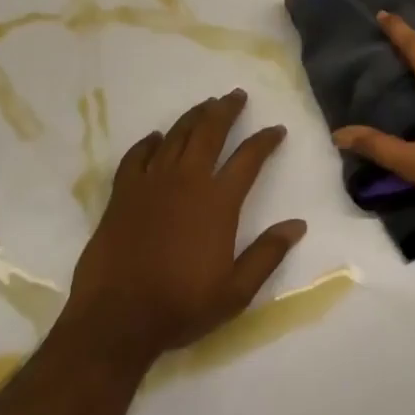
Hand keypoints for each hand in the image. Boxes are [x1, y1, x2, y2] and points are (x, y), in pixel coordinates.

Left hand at [65, 90, 305, 361]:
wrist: (116, 319)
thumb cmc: (181, 305)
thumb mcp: (236, 291)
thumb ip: (267, 254)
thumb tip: (298, 225)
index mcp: (218, 201)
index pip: (249, 158)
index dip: (265, 140)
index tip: (277, 130)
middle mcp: (187, 181)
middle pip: (210, 132)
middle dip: (226, 110)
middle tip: (236, 95)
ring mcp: (151, 183)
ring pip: (176, 136)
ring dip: (194, 116)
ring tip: (206, 104)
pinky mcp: (122, 193)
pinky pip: (137, 156)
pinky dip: (149, 142)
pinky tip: (156, 137)